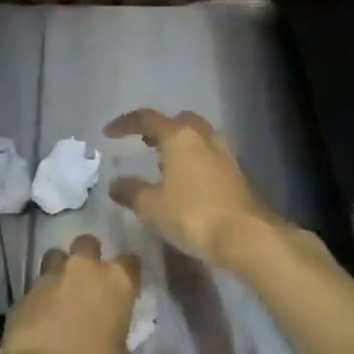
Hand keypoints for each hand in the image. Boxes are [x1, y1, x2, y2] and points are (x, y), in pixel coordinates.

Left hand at [0, 235, 140, 353]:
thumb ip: (119, 340)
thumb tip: (113, 340)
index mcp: (117, 282)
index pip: (130, 262)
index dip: (128, 273)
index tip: (125, 287)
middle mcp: (83, 270)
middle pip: (87, 244)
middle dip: (88, 257)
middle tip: (88, 281)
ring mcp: (50, 278)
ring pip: (55, 257)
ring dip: (60, 270)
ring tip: (60, 294)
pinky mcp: (23, 294)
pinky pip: (35, 288)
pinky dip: (40, 299)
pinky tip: (40, 319)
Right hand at [103, 109, 281, 267]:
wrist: (245, 235)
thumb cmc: (193, 214)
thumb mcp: (152, 206)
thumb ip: (131, 191)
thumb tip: (116, 184)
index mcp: (179, 136)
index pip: (147, 119)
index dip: (125, 124)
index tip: (108, 133)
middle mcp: (203, 136)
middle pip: (178, 121)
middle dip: (158, 129)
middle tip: (142, 143)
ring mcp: (223, 153)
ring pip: (197, 137)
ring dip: (178, 144)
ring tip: (161, 163)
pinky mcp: (235, 172)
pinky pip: (208, 154)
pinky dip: (192, 159)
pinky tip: (184, 180)